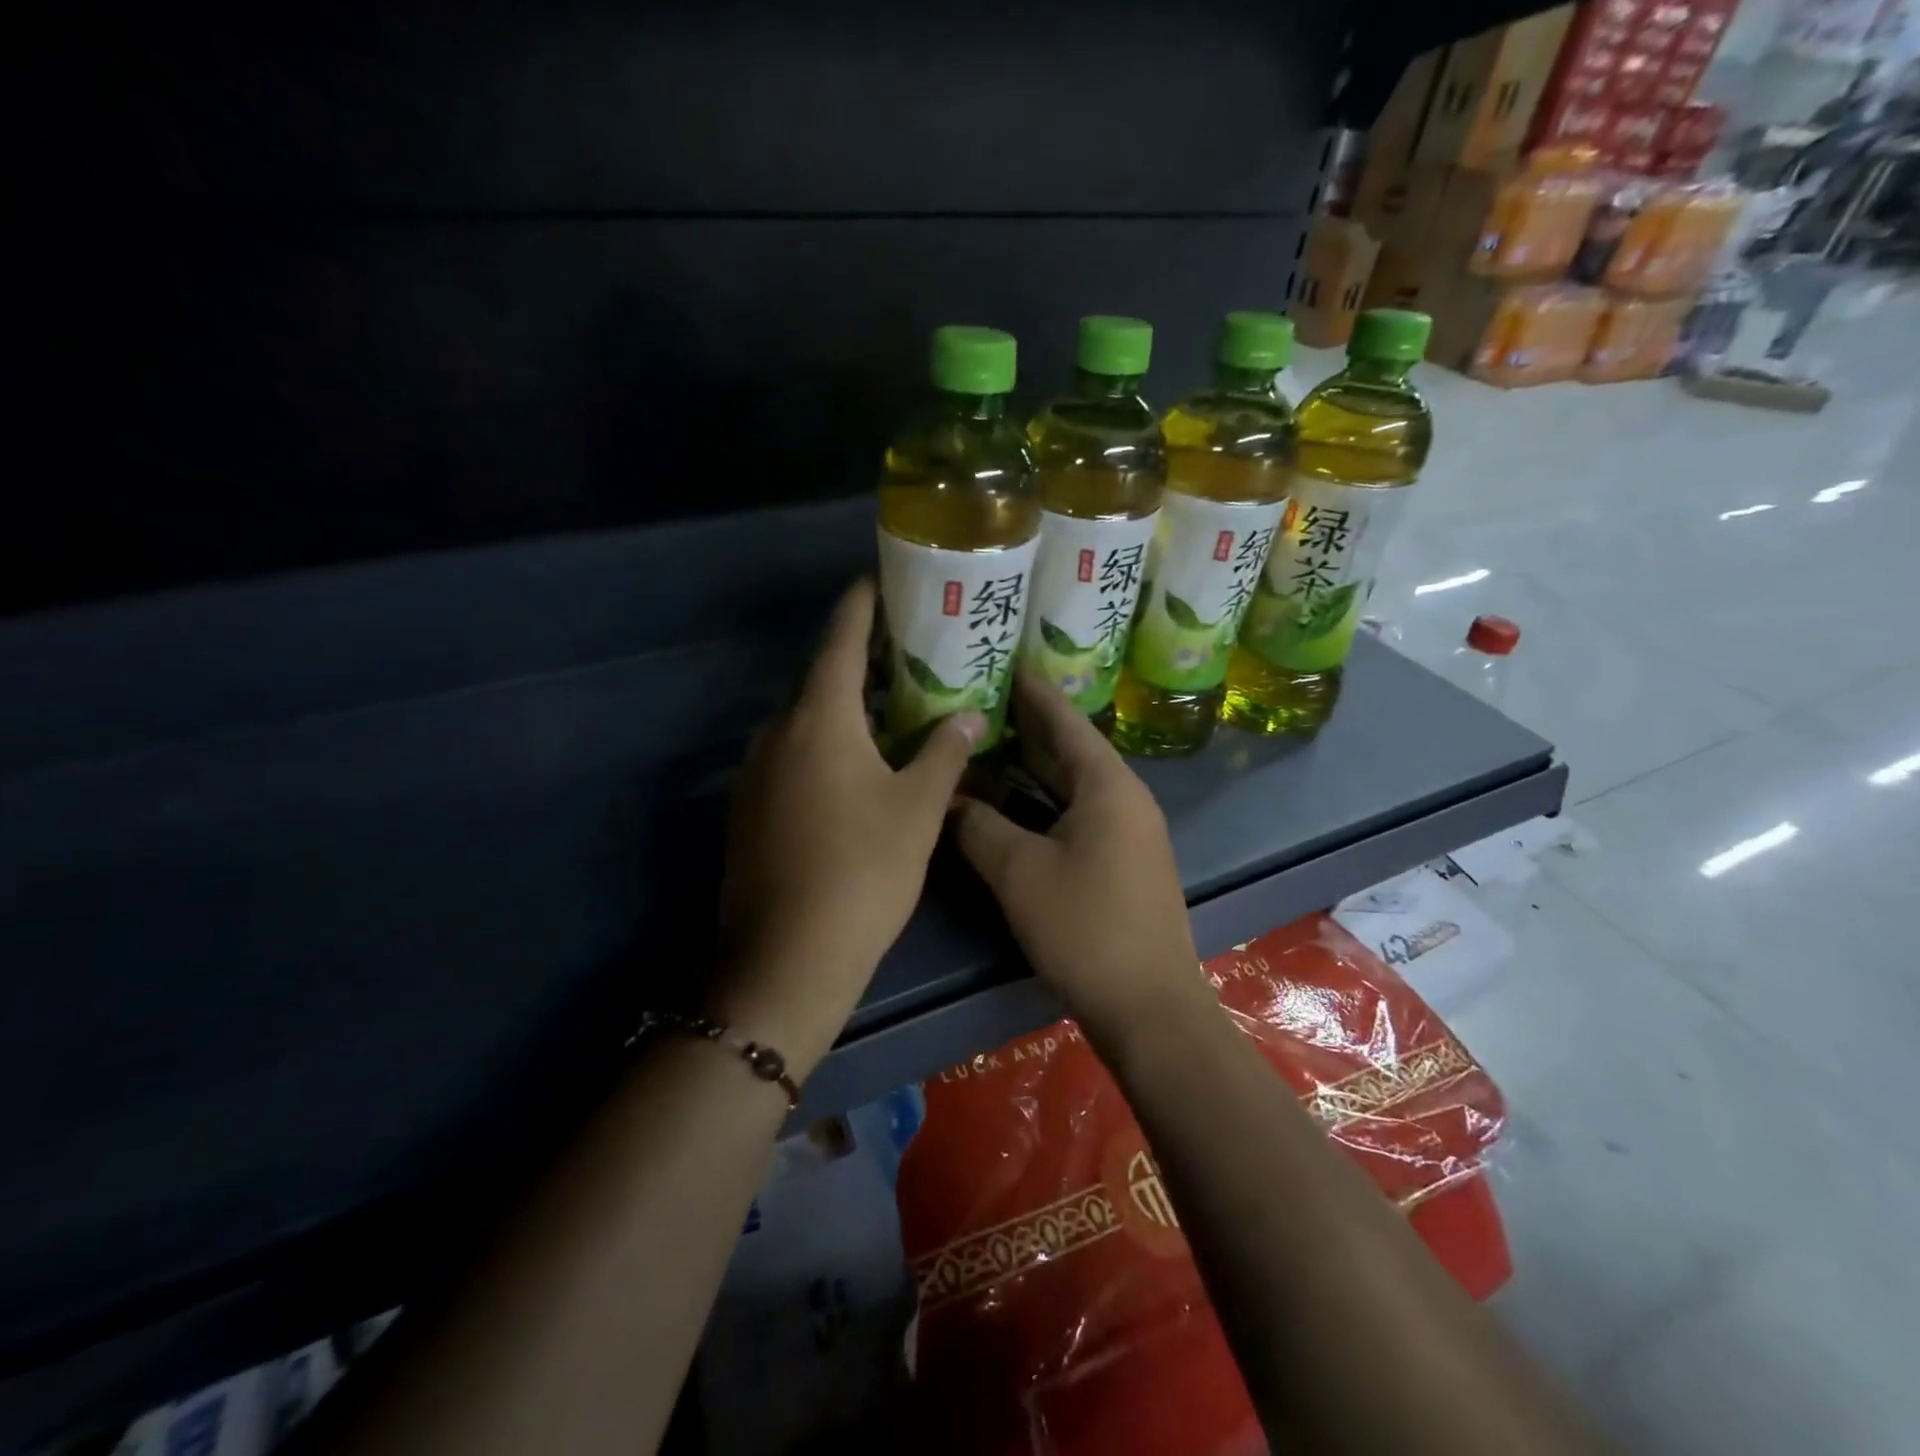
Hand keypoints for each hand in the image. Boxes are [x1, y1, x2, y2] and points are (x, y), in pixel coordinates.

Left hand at [711, 578, 982, 1077]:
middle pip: (821, 677)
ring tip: (892, 707)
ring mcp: (755, 771)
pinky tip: (856, 767)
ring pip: (805, 720)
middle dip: (861, 660)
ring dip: (844, 708)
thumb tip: (968, 713)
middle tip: (909, 652)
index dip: (862, 604)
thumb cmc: (863, 872)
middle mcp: (777, 732)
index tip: (881, 578)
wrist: (787, 958)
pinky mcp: (749, 808)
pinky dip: (824, 744)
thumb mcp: (918, 809)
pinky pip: (791, 755)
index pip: (840, 639)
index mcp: (819, 719)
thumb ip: (945, 752)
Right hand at [951, 667, 1212, 1043]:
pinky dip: (1041, 798)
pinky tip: (1008, 799)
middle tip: (977, 695)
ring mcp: (1126, 829)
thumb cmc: (1085, 928)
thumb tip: (947, 799)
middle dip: (1025, 722)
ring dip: (1030, 763)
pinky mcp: (1120, 859)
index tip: (1001, 657)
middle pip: (1068, 746)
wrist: (1148, 1005)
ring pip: (1070, 782)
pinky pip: (1075, 810)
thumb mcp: (1019, 872)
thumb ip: (977, 825)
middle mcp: (1123, 796)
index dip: (1031, 687)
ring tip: (984, 738)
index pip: (1063, 718)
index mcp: (1107, 784)